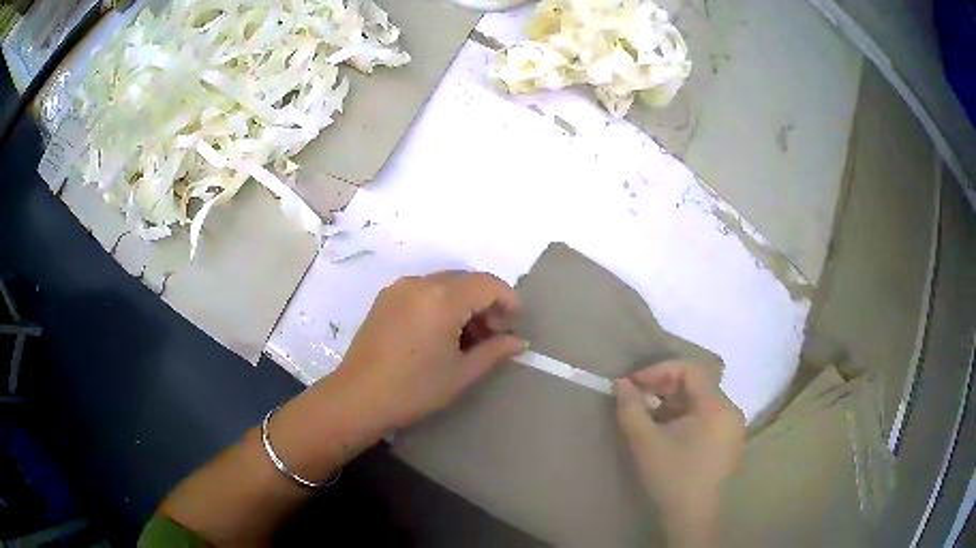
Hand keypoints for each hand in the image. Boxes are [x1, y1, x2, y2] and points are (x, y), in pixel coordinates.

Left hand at [336, 272, 524, 429]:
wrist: (358, 398)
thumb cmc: (414, 389)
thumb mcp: (461, 373)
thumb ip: (495, 351)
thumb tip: (519, 342)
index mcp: (442, 297)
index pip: (488, 284)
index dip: (508, 301)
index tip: (513, 327)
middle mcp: (420, 282)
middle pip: (466, 281)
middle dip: (486, 303)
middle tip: (491, 336)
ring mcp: (399, 288)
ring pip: (445, 284)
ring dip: (463, 304)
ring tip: (465, 339)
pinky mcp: (385, 298)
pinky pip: (424, 290)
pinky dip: (441, 304)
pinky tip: (439, 334)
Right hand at [615, 361, 744, 544]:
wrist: (691, 517)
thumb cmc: (671, 477)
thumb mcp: (646, 442)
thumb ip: (631, 408)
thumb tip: (621, 383)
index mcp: (717, 407)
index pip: (691, 370)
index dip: (660, 370)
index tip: (634, 383)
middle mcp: (731, 411)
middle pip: (697, 384)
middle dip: (665, 386)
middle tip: (638, 396)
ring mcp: (733, 428)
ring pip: (701, 401)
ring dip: (673, 402)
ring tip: (648, 414)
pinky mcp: (729, 442)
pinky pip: (707, 417)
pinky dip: (685, 416)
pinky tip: (666, 431)